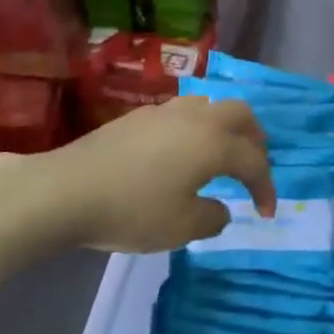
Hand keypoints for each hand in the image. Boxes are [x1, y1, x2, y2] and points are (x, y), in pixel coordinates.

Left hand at [46, 96, 275, 253]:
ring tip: (221, 154)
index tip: (266, 213)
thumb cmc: (132, 210)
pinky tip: (182, 152)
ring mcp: (166, 111)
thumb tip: (221, 207)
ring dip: (225, 128)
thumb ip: (212, 217)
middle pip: (240, 115)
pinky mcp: (140, 116)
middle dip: (255, 140)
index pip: (254, 160)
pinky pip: (184, 113)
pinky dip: (197, 128)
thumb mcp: (181, 227)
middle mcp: (196, 118)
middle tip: (254, 167)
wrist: (68, 189)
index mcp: (214, 143)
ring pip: (210, 106)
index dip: (266, 186)